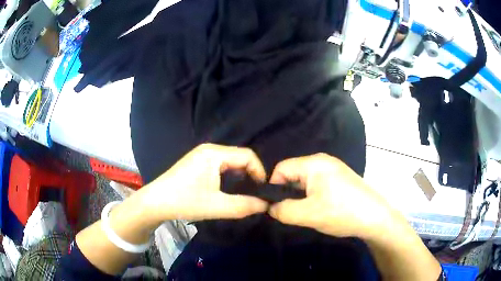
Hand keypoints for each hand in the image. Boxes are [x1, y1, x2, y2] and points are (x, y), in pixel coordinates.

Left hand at [140, 144, 268, 222]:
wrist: (155, 202)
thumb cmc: (184, 201)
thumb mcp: (217, 206)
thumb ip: (244, 205)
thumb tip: (266, 204)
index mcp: (214, 154)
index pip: (247, 156)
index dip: (259, 172)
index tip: (263, 191)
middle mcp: (209, 149)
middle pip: (239, 157)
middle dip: (250, 175)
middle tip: (255, 194)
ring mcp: (202, 155)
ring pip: (230, 162)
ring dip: (240, 176)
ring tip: (244, 194)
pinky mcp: (197, 163)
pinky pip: (220, 165)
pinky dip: (229, 176)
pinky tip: (228, 190)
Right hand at [268, 153, 392, 238]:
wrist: (375, 218)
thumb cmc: (341, 212)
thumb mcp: (307, 214)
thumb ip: (282, 210)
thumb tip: (270, 207)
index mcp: (314, 163)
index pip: (281, 168)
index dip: (273, 187)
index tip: (274, 206)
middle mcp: (323, 161)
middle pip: (293, 174)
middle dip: (288, 194)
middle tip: (290, 212)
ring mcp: (333, 169)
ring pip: (305, 182)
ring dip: (300, 198)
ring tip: (305, 213)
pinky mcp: (339, 179)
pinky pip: (317, 185)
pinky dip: (312, 197)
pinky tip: (319, 210)